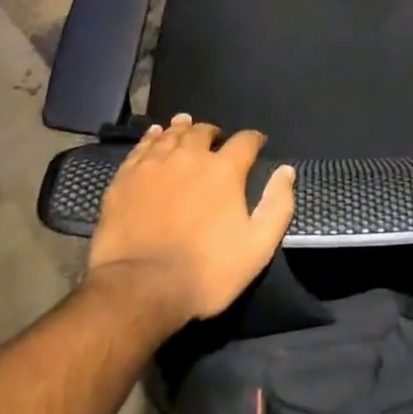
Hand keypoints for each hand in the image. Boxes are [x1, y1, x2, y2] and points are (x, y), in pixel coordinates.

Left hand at [86, 114, 295, 326]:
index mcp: (224, 170)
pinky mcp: (125, 179)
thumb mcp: (257, 247)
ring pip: (171, 135)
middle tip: (215, 138)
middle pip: (203, 132)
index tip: (257, 144)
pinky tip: (154, 136)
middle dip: (213, 133)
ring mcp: (154, 165)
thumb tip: (287, 171)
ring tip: (185, 124)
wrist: (140, 289)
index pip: (245, 141)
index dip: (254, 139)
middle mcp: (190, 157)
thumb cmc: (205, 271)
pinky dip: (151, 138)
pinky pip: (141, 148)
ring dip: (182, 129)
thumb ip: (277, 205)